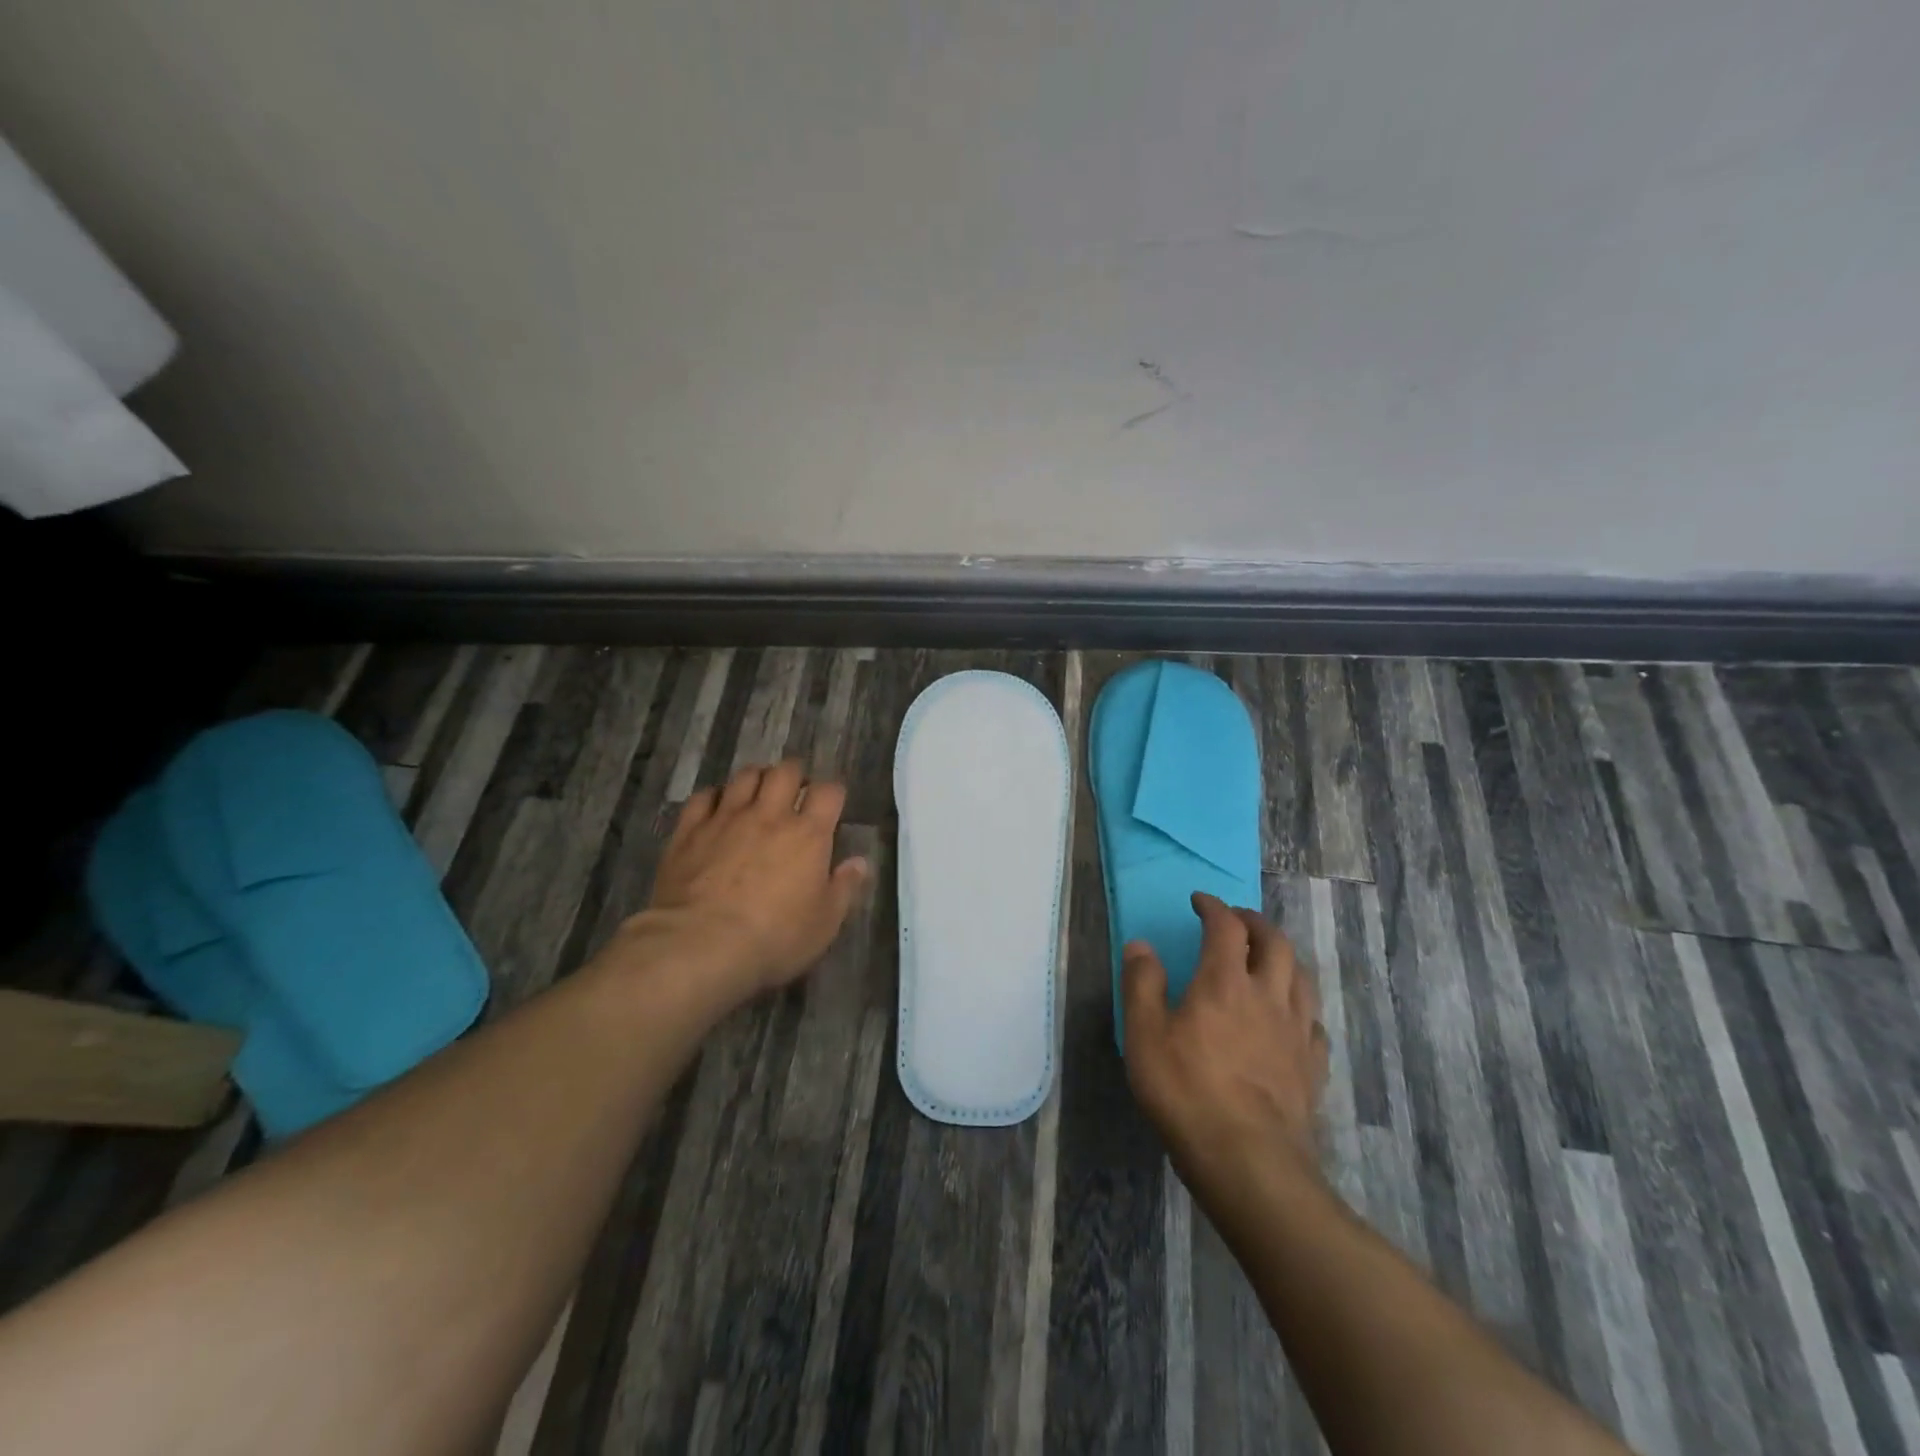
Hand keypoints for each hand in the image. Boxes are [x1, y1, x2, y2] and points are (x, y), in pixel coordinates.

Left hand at [628, 760, 868, 1002]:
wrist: (701, 944)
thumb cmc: (774, 937)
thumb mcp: (825, 923)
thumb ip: (845, 888)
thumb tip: (860, 862)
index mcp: (808, 834)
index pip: (829, 792)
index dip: (833, 793)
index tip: (832, 804)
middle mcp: (770, 815)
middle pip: (786, 772)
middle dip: (795, 775)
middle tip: (795, 791)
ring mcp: (727, 818)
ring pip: (745, 776)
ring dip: (756, 778)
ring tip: (758, 793)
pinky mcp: (690, 830)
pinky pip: (703, 796)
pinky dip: (714, 796)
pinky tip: (717, 807)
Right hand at [1122, 892, 1328, 1185]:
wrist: (1248, 1160)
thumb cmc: (1186, 1091)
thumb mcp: (1144, 1035)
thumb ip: (1142, 984)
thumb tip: (1141, 945)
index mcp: (1224, 982)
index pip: (1225, 927)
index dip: (1213, 907)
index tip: (1200, 901)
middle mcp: (1267, 995)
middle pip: (1274, 942)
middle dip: (1255, 922)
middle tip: (1237, 920)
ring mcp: (1296, 1031)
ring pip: (1301, 976)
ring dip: (1284, 955)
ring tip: (1268, 957)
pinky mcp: (1312, 1066)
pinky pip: (1313, 1021)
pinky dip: (1300, 1004)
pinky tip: (1291, 1016)